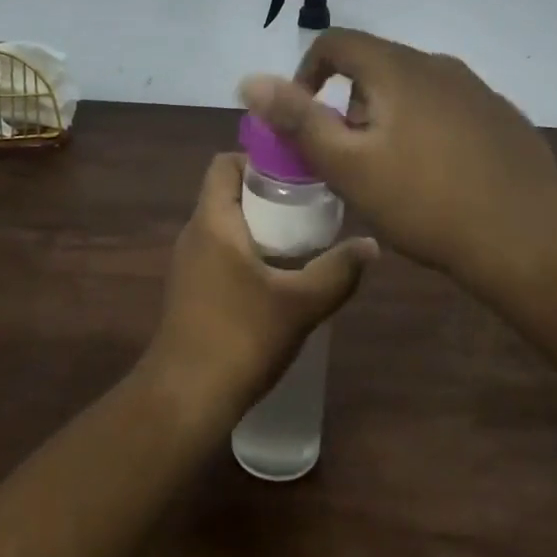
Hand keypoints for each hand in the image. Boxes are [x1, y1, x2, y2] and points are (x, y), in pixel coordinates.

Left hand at [147, 153, 377, 417]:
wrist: (185, 398)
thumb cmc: (240, 337)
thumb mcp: (300, 303)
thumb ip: (338, 270)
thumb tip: (371, 245)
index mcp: (212, 222)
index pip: (225, 164)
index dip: (259, 158)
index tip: (297, 172)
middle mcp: (194, 234)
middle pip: (229, 193)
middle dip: (269, 195)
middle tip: (312, 207)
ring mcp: (189, 265)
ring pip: (227, 226)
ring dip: (261, 227)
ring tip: (304, 240)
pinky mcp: (191, 292)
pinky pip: (222, 254)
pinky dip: (250, 253)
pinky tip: (281, 279)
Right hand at [239, 30, 556, 302]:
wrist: (527, 238)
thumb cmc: (426, 202)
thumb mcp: (349, 166)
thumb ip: (298, 120)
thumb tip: (250, 80)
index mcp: (398, 68)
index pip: (336, 43)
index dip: (307, 73)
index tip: (305, 119)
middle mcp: (439, 65)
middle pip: (374, 67)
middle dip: (349, 106)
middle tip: (348, 159)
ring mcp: (477, 90)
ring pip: (412, 90)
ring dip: (388, 119)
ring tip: (391, 173)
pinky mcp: (502, 117)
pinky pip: (447, 109)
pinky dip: (426, 129)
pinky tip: (438, 177)